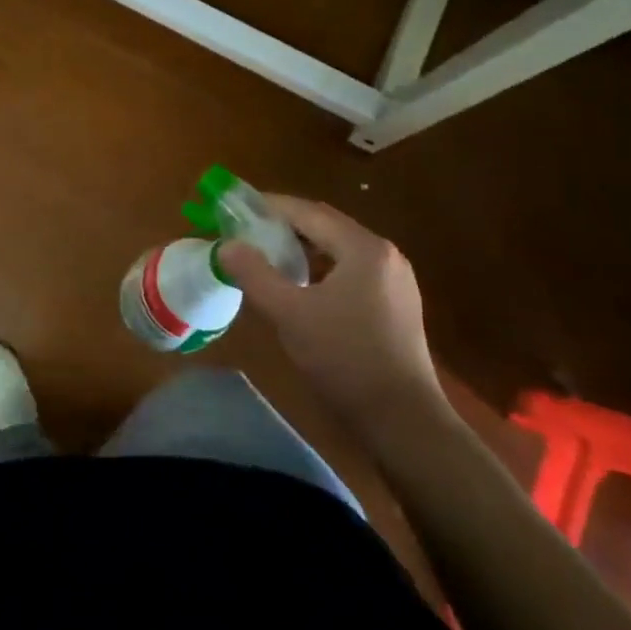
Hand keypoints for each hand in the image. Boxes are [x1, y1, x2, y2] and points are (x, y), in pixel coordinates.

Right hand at [219, 197, 444, 424]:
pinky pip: (351, 271)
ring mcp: (395, 280)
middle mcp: (384, 254)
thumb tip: (226, 246)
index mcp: (363, 248)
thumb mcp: (289, 314)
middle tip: (246, 233)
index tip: (236, 209)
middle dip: (284, 227)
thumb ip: (254, 274)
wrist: (404, 422)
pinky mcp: (397, 305)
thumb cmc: (345, 359)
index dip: (269, 207)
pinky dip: (322, 270)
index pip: (307, 212)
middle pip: (325, 227)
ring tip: (268, 259)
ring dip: (303, 249)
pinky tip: (302, 289)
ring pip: (338, 250)